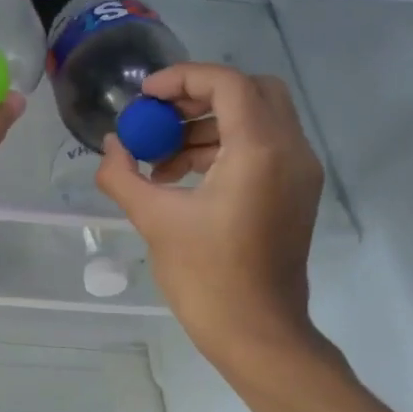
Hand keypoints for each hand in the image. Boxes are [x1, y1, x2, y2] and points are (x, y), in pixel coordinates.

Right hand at [93, 64, 325, 370]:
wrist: (258, 333)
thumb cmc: (206, 277)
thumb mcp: (154, 220)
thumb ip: (123, 175)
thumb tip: (112, 146)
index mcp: (259, 150)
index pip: (227, 83)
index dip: (182, 78)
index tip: (145, 97)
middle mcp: (291, 150)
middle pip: (252, 90)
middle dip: (201, 95)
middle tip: (160, 116)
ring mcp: (300, 172)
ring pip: (259, 118)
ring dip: (210, 124)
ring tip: (163, 157)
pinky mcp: (297, 192)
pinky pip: (265, 147)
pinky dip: (227, 147)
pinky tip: (185, 177)